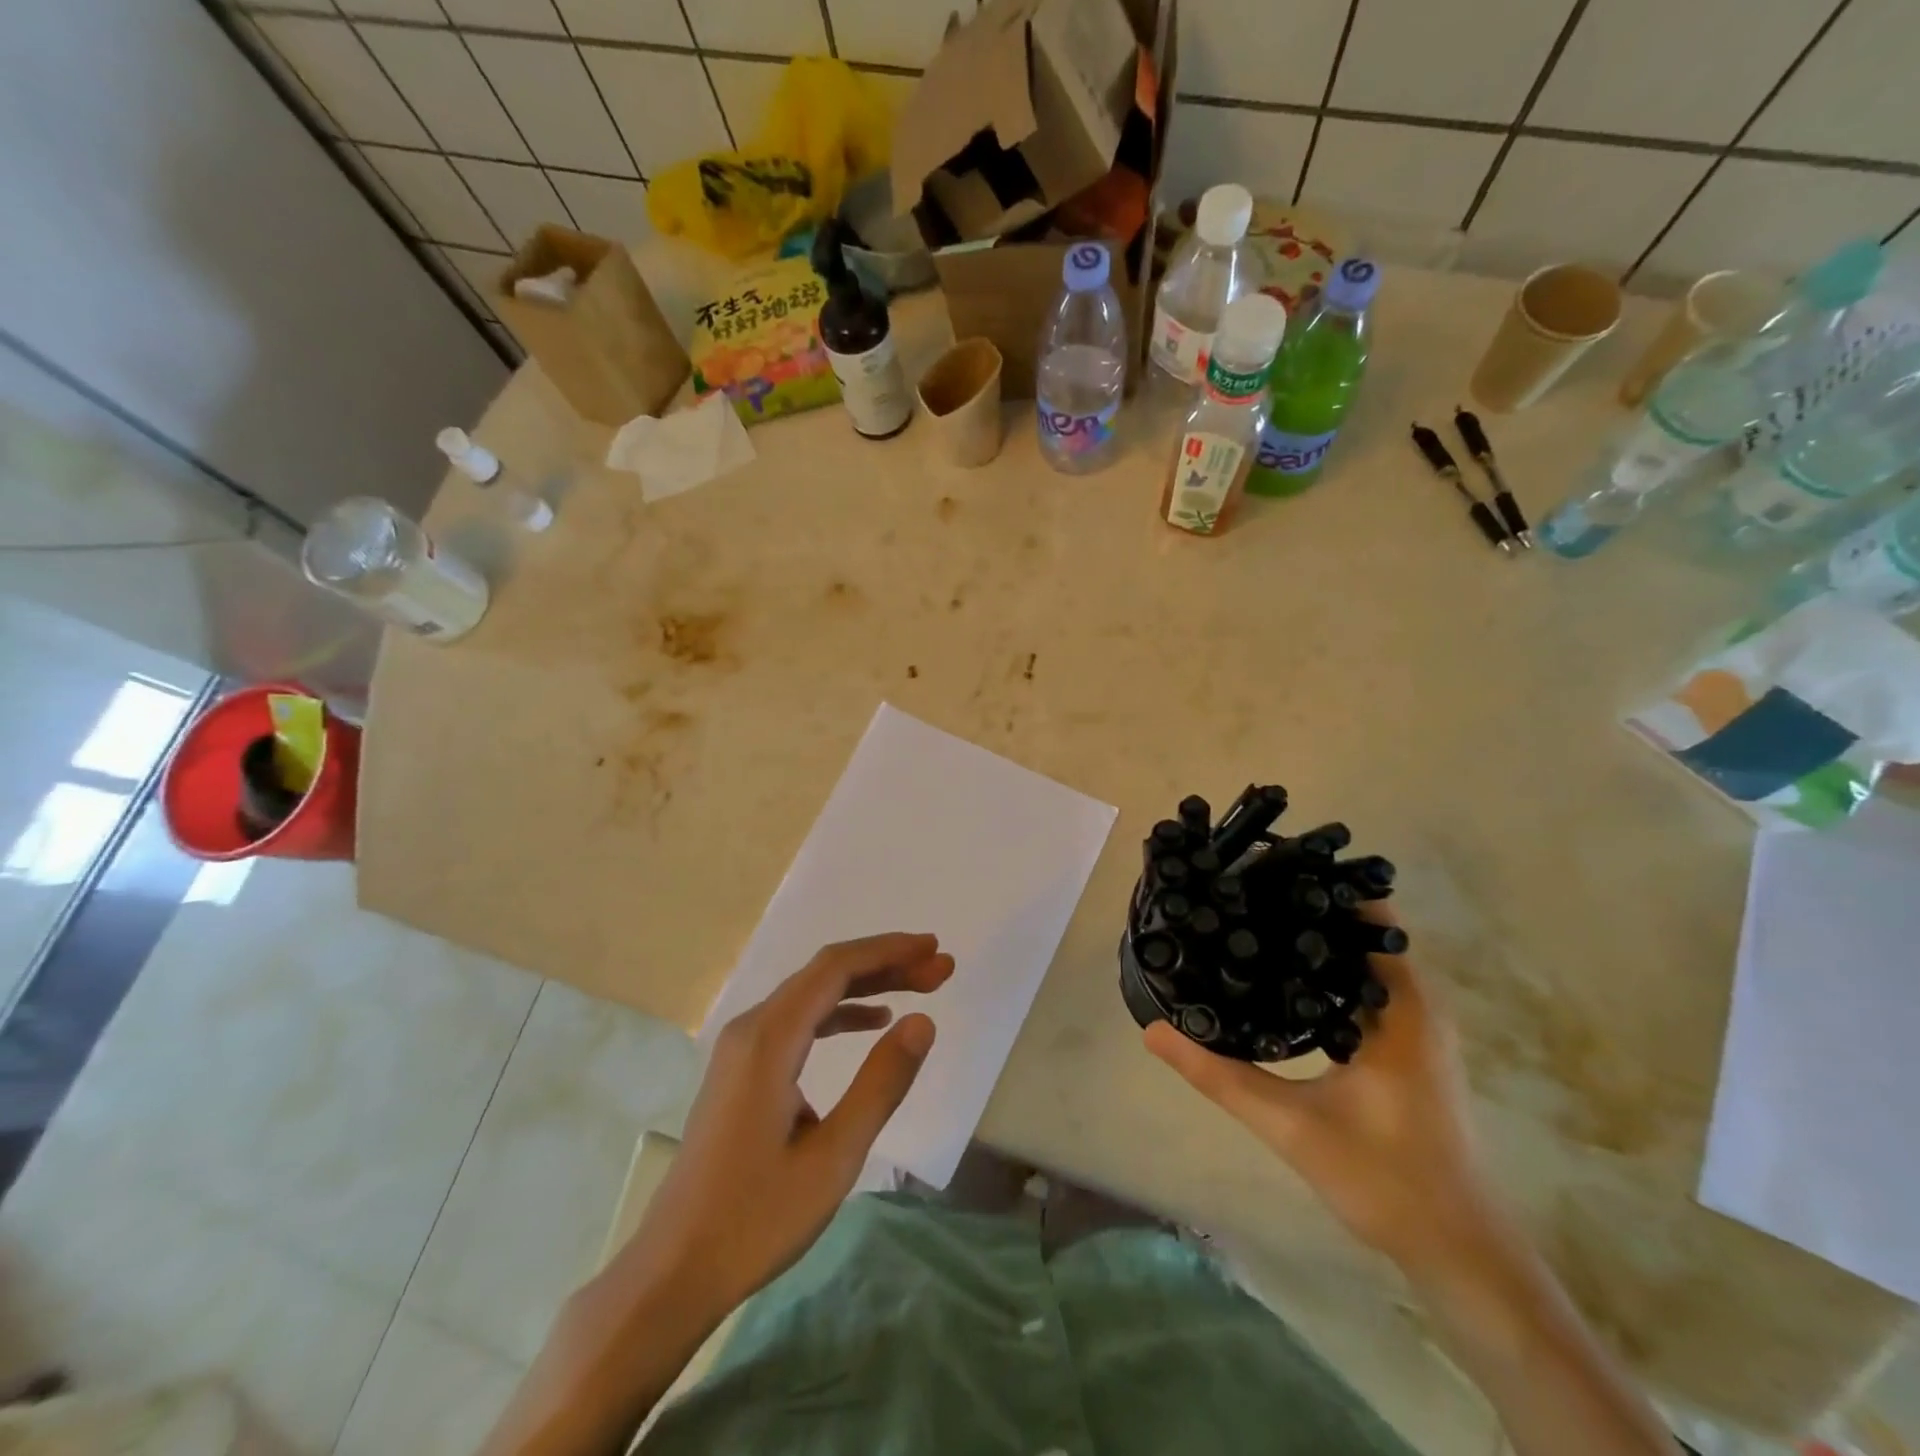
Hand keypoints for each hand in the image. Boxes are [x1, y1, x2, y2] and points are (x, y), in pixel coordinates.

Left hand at [626, 932, 952, 1321]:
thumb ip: (881, 1084)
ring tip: (919, 988)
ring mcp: (742, 1047)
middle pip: (825, 973)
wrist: (674, 1270)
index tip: (934, 949)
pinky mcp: (742, 1069)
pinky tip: (872, 1022)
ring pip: (812, 994)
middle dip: (886, 964)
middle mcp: (751, 1028)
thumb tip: (923, 1021)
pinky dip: (840, 1012)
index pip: (835, 968)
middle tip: (940, 969)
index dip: (889, 952)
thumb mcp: (834, 1157)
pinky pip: (798, 1020)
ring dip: (867, 986)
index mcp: (769, 1040)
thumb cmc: (755, 1219)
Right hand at [1144, 914, 1500, 1276]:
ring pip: (1362, 959)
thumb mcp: (1289, 1125)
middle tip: (1239, 896)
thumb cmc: (1386, 1181)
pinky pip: (1365, 986)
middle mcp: (1417, 1004)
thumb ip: (1218, 1074)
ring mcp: (1416, 1026)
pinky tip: (1279, 981)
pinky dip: (1326, 971)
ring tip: (1249, 924)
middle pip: (1361, 929)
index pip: (1368, 915)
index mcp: (1403, 1006)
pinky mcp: (1407, 1046)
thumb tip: (1154, 1030)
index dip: (1317, 888)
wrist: (1457, 1252)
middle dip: (1304, 908)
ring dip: (1315, 941)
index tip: (1260, 872)